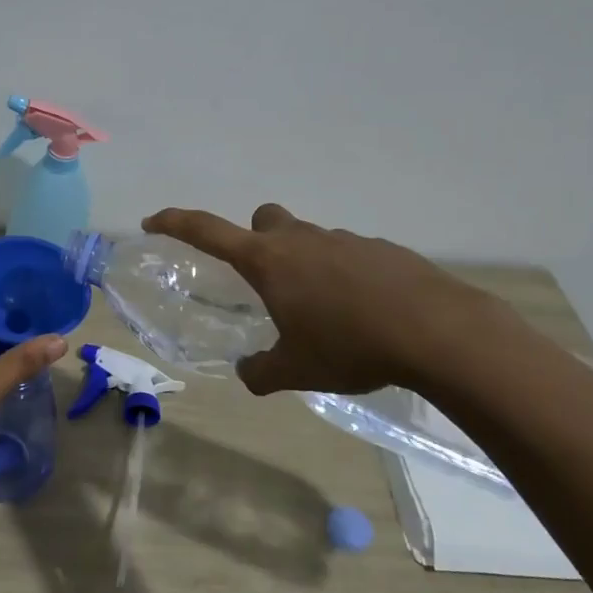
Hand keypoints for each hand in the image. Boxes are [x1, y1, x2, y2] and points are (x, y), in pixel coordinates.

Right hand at [141, 204, 500, 395]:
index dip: (175, 223)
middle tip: (267, 282)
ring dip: (305, 264)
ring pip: (310, 239)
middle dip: (257, 241)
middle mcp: (301, 240)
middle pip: (265, 220)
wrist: (439, 332)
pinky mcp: (383, 250)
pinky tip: (365, 313)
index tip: (152, 221)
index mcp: (268, 261)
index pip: (207, 231)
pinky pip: (349, 254)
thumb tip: (249, 372)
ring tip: (325, 313)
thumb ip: (262, 371)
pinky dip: (344, 276)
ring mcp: (345, 240)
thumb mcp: (297, 370)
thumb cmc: (351, 346)